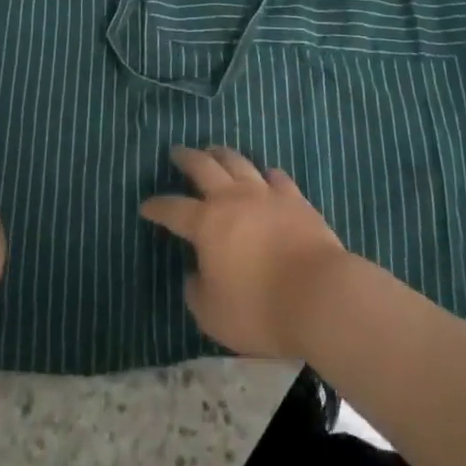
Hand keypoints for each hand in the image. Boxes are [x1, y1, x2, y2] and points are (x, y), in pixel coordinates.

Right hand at [138, 145, 346, 358]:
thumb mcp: (213, 314)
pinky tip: (265, 175)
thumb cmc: (260, 309)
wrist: (319, 296)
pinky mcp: (295, 199)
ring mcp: (265, 194)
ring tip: (214, 151)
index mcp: (207, 224)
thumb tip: (194, 273)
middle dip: (186, 158)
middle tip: (177, 152)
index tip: (146, 206)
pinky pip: (276, 177)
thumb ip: (197, 291)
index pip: (173, 209)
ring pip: (238, 162)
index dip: (157, 207)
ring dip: (222, 154)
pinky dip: (265, 174)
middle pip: (204, 167)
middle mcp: (232, 198)